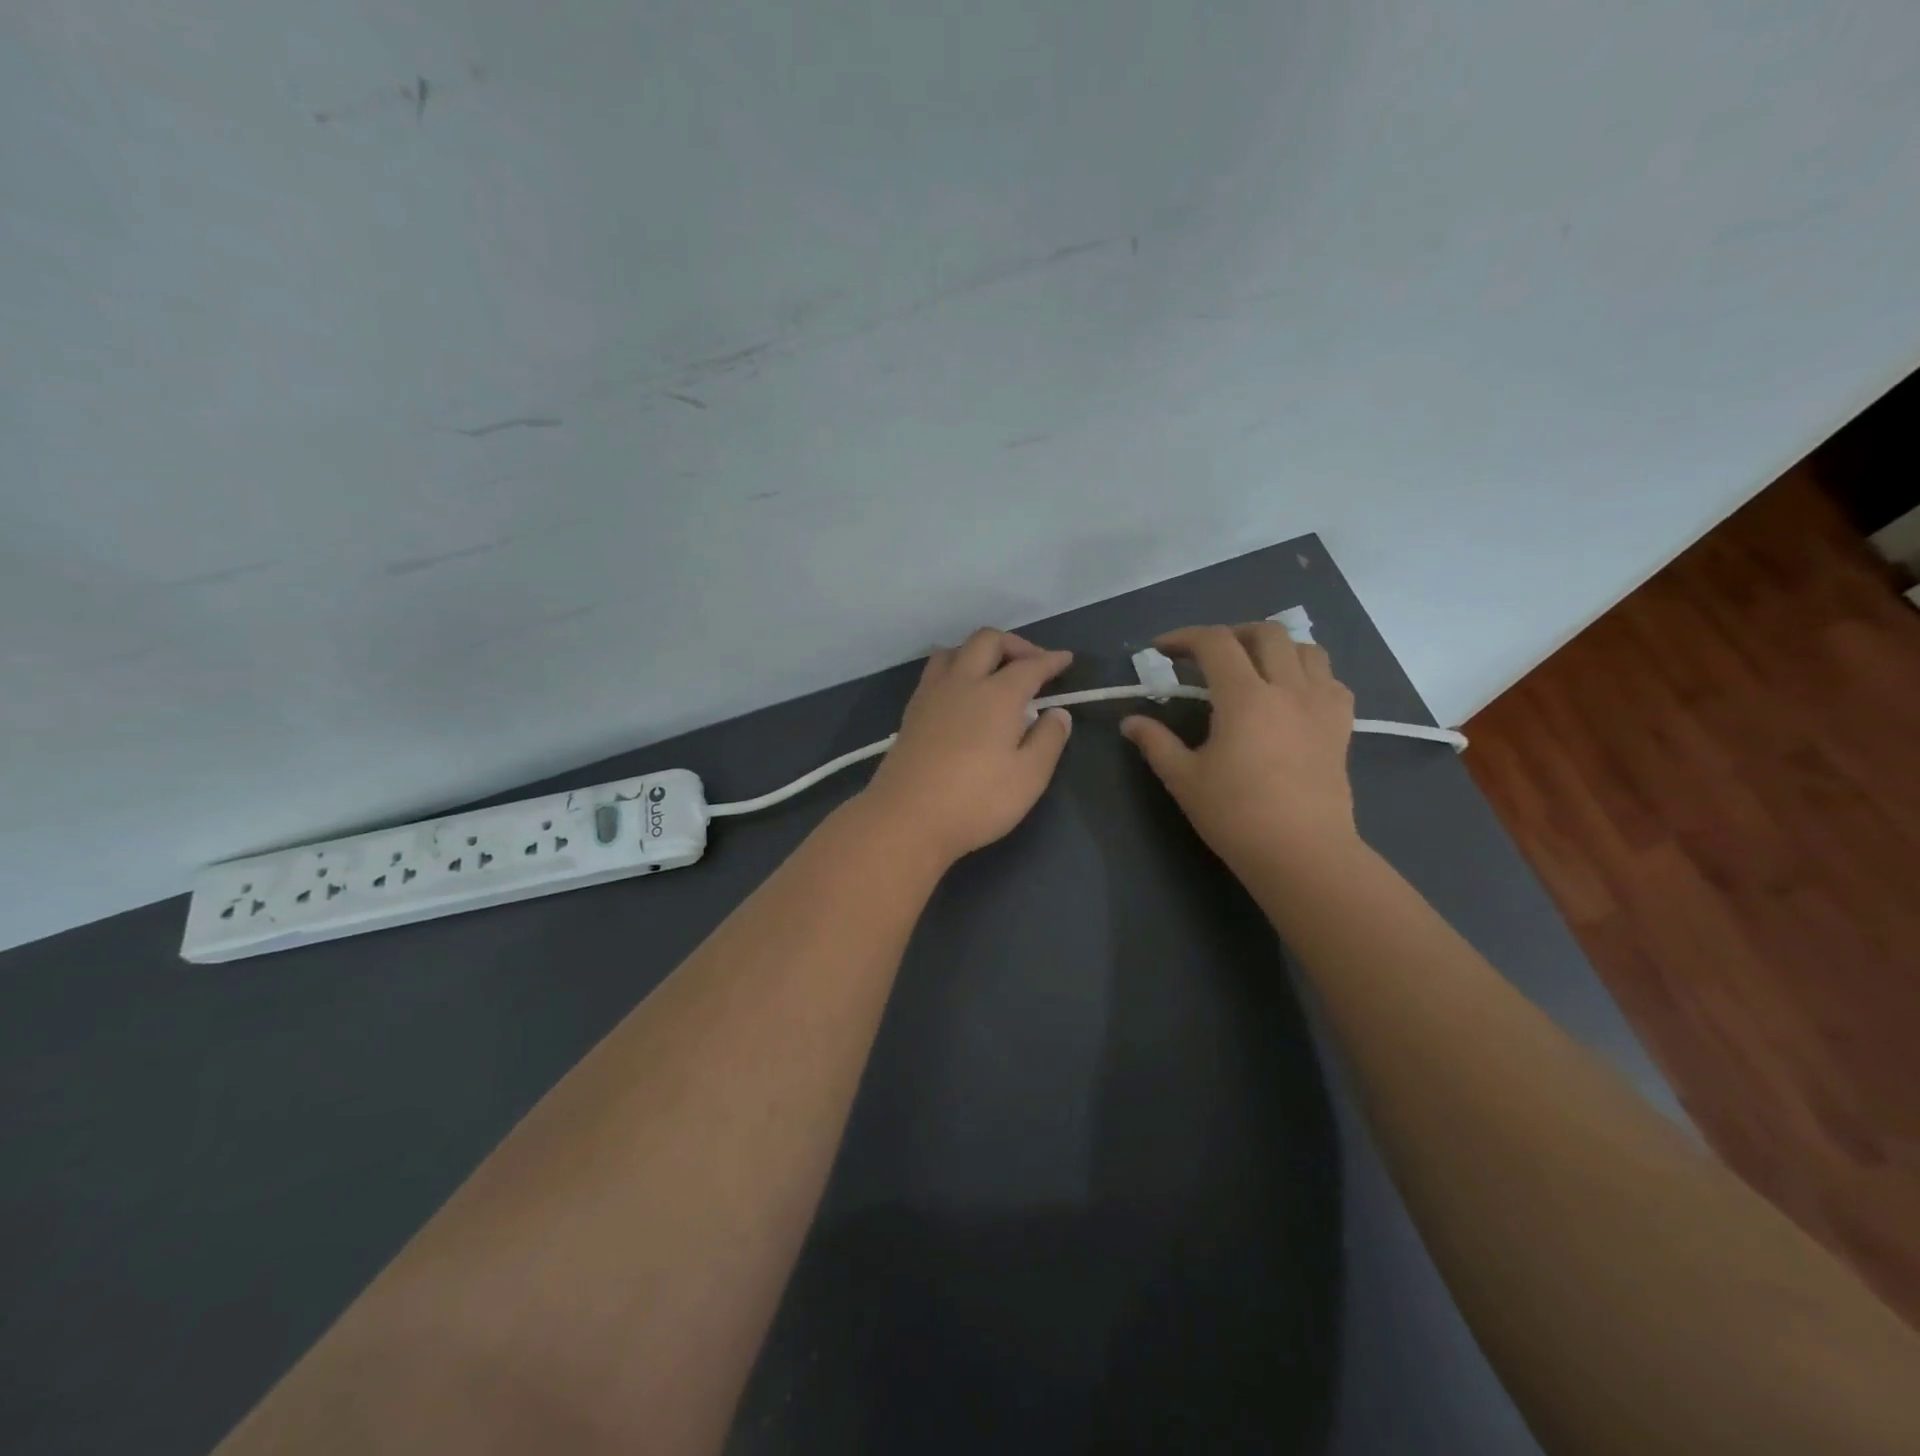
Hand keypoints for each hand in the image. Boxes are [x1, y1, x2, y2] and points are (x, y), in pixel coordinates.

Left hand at [857, 629, 1074, 866]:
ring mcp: (932, 694)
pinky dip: (955, 668)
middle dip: (1015, 644)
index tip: (1066, 660)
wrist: (906, 818)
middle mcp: (963, 683)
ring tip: (993, 672)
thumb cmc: (976, 801)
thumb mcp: (1029, 777)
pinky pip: (935, 671)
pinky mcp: (912, 712)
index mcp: (997, 695)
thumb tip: (1058, 712)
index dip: (1051, 660)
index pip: (1030, 665)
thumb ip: (1049, 740)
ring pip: (955, 650)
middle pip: (987, 641)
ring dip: (979, 651)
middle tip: (1032, 664)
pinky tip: (961, 693)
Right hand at [1120, 623, 1357, 874]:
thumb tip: (1130, 722)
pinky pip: (1331, 680)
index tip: (1161, 650)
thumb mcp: (1183, 779)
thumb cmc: (1235, 815)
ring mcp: (1321, 705)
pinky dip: (1308, 674)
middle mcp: (1287, 688)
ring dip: (1274, 648)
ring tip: (1252, 668)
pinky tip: (1291, 695)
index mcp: (1245, 696)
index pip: (1215, 643)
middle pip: (1265, 633)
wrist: (1301, 852)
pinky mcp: (1341, 726)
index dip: (1184, 637)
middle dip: (1230, 634)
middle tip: (1206, 657)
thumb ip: (1155, 742)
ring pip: (1306, 649)